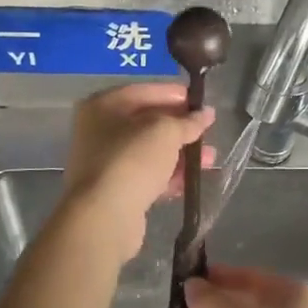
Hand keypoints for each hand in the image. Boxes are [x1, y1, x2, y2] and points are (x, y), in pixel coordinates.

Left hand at [58, 84, 214, 261]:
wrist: (105, 215)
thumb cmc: (132, 159)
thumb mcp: (166, 132)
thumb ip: (188, 121)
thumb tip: (207, 114)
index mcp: (103, 106)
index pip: (144, 92)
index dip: (174, 95)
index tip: (200, 102)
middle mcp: (98, 130)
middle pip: (147, 122)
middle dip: (180, 128)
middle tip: (207, 132)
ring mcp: (104, 162)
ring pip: (149, 151)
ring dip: (179, 154)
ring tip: (209, 160)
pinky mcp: (114, 190)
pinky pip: (146, 175)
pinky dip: (168, 176)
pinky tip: (191, 181)